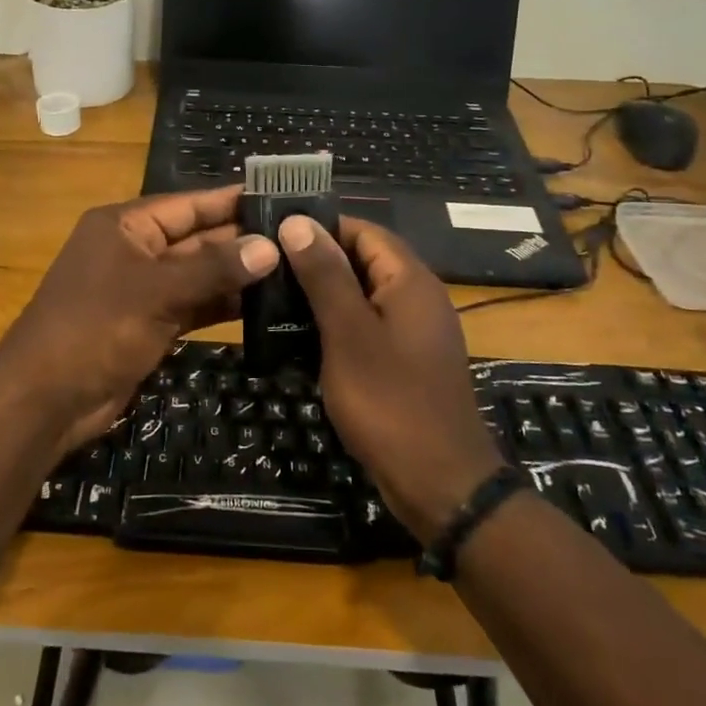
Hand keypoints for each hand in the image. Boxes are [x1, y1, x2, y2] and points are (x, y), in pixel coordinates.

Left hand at [0, 188, 280, 455]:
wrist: (45, 399)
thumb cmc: (95, 328)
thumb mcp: (156, 292)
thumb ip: (213, 269)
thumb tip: (269, 247)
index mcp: (125, 225)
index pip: (189, 204)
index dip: (232, 200)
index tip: (279, 196)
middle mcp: (134, 250)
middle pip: (197, 239)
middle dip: (243, 240)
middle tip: (299, 238)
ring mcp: (142, 290)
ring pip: (199, 275)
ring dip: (238, 275)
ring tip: (293, 270)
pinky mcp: (149, 324)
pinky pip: (193, 306)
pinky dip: (222, 306)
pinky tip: (263, 306)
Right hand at [278, 215, 504, 543]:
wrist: (440, 484)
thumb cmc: (390, 401)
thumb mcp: (348, 333)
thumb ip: (325, 276)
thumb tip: (298, 222)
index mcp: (410, 280)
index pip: (364, 230)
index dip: (321, 227)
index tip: (274, 233)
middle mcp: (416, 298)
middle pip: (362, 261)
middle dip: (315, 262)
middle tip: (265, 268)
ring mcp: (412, 332)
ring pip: (361, 296)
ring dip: (321, 296)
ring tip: (271, 300)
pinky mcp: (404, 362)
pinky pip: (365, 328)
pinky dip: (334, 327)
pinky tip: (297, 339)